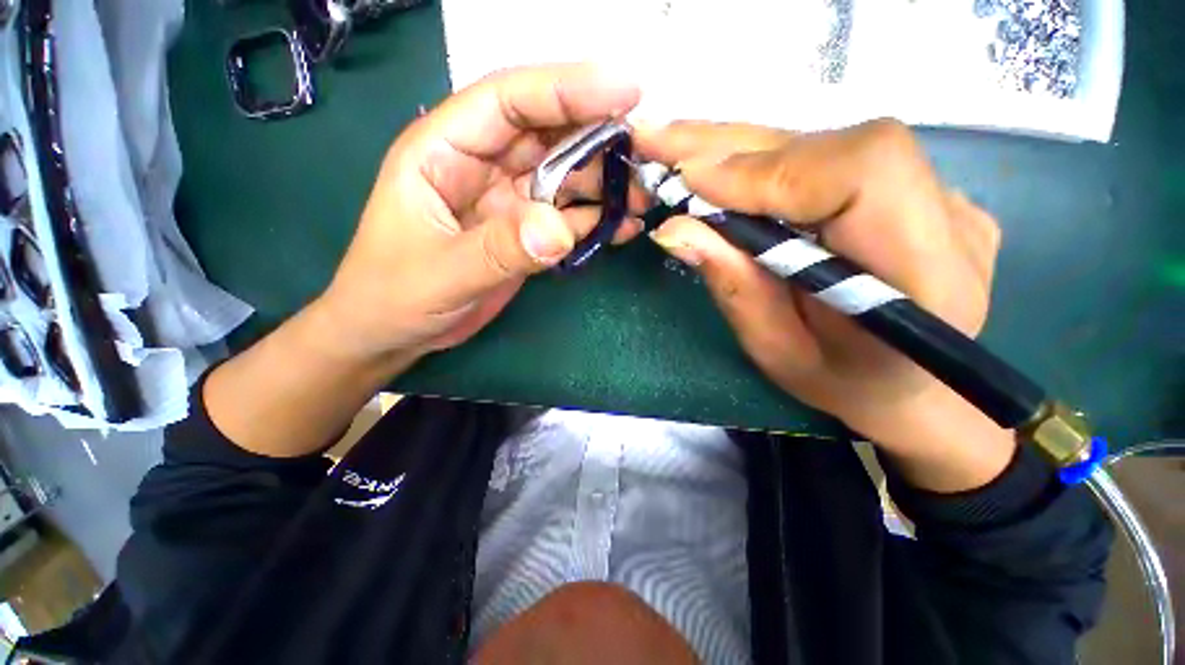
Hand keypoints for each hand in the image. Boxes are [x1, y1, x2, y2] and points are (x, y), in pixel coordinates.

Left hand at [315, 64, 644, 365]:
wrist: (397, 332)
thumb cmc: (395, 295)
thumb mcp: (442, 273)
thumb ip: (499, 250)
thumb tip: (560, 230)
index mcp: (445, 151)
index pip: (509, 101)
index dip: (566, 89)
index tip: (625, 90)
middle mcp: (481, 167)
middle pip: (547, 136)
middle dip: (597, 139)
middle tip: (646, 152)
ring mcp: (508, 202)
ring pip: (563, 177)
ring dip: (604, 184)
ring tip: (642, 196)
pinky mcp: (525, 234)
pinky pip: (567, 218)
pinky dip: (596, 221)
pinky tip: (623, 228)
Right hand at [635, 120, 1014, 490]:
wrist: (906, 384)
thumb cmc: (841, 382)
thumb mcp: (775, 351)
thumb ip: (734, 286)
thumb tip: (673, 229)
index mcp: (926, 275)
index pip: (862, 173)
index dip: (771, 170)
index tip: (692, 182)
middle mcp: (945, 217)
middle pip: (835, 145)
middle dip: (732, 146)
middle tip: (657, 139)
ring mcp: (936, 194)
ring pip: (824, 144)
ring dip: (738, 149)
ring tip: (674, 146)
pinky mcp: (911, 187)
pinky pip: (825, 158)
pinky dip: (761, 161)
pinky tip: (718, 165)